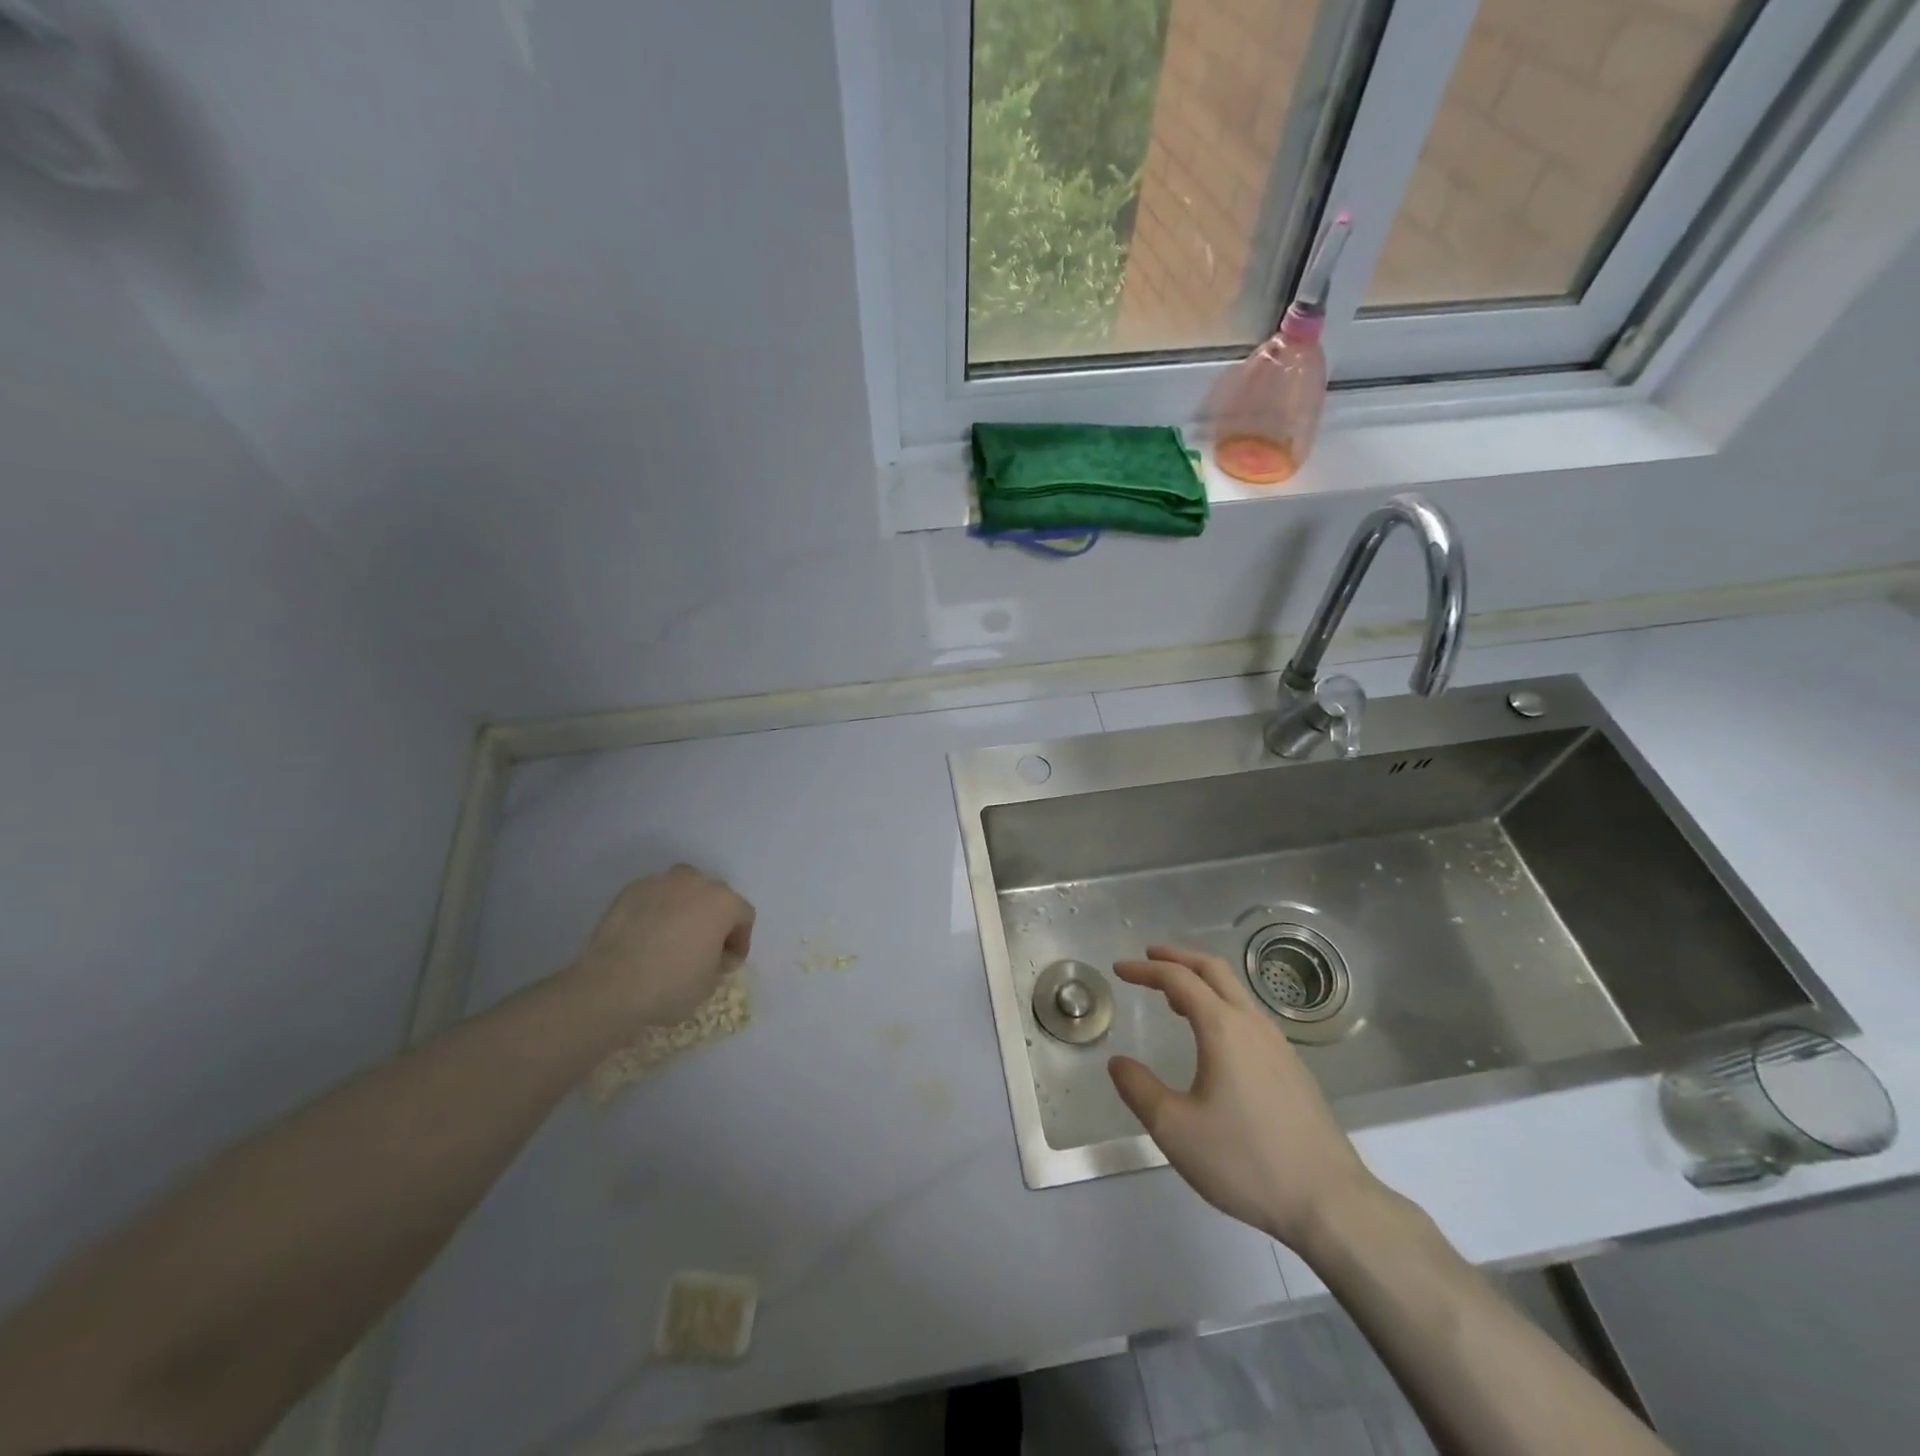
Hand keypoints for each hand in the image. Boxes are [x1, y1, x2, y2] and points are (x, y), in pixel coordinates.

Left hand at [563, 865, 754, 1031]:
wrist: (610, 986)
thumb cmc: (671, 985)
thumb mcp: (711, 983)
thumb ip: (720, 960)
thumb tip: (713, 953)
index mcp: (723, 902)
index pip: (743, 916)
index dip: (739, 941)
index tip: (726, 964)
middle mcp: (696, 882)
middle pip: (714, 896)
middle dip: (713, 919)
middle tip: (702, 947)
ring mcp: (660, 882)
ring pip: (682, 890)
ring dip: (685, 908)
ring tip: (672, 936)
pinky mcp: (629, 890)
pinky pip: (653, 897)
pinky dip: (655, 910)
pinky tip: (645, 936)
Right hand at [1108, 945, 1377, 1250]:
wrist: (1329, 1202)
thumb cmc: (1246, 1160)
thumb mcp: (1175, 1129)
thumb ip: (1139, 1090)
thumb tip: (1118, 1063)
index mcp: (1222, 1028)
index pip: (1178, 979)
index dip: (1146, 970)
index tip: (1119, 969)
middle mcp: (1252, 1025)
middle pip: (1213, 970)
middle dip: (1178, 958)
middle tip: (1149, 957)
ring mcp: (1279, 1045)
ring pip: (1236, 992)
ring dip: (1202, 981)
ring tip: (1175, 997)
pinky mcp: (1293, 1069)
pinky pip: (1250, 1016)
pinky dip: (1222, 1005)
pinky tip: (1215, 1039)